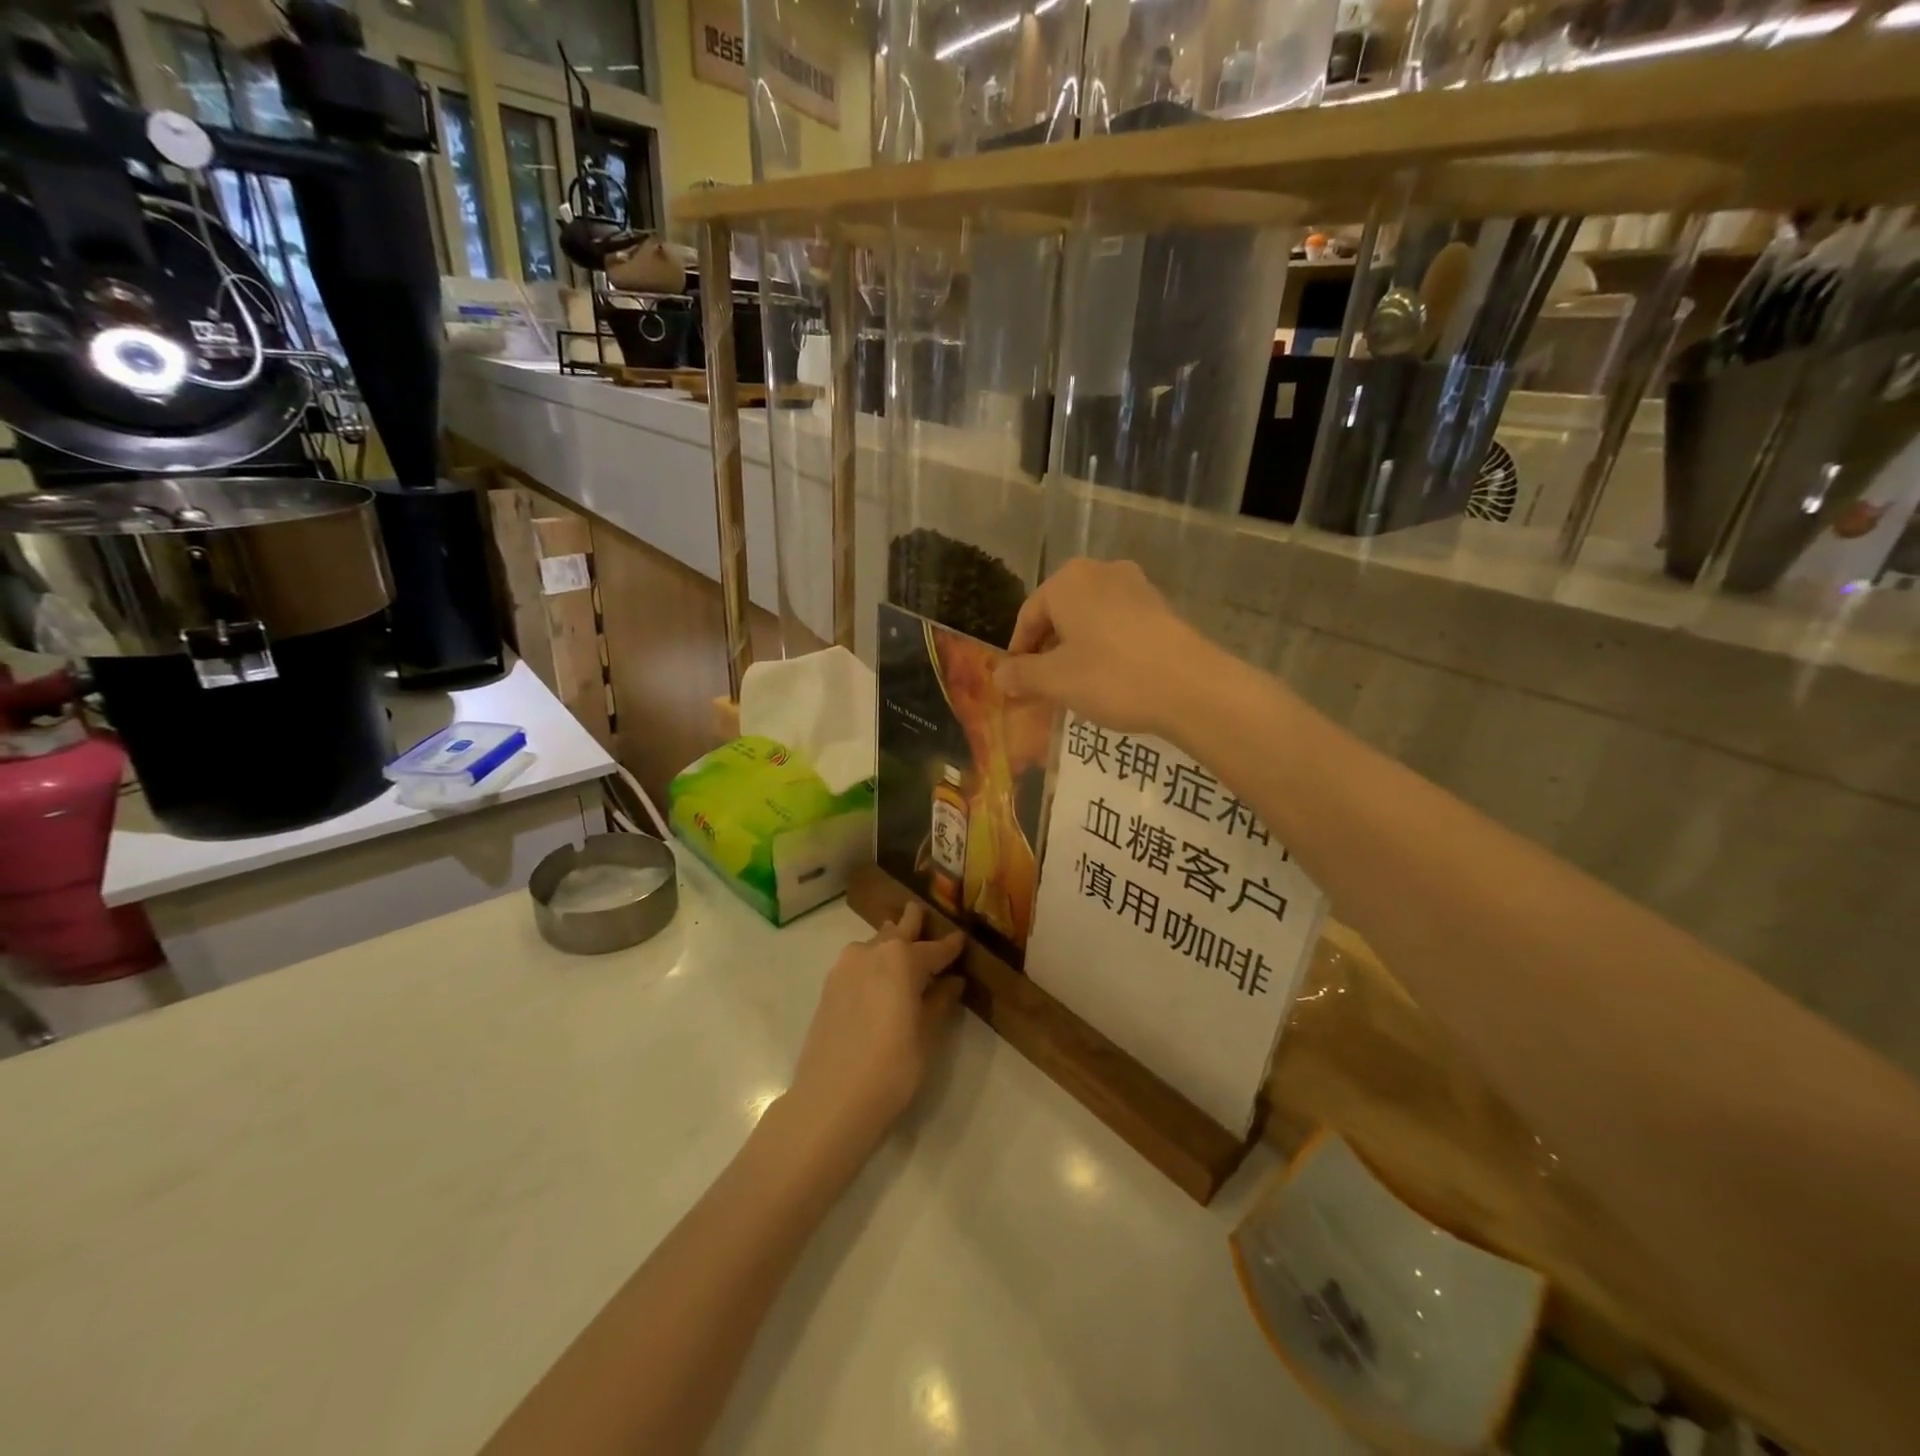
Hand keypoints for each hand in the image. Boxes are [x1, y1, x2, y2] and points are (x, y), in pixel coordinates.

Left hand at [782, 903, 965, 1164]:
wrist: (831, 1100)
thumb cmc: (892, 1068)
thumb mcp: (926, 1035)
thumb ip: (939, 1002)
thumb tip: (952, 981)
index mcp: (902, 958)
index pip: (934, 948)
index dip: (950, 946)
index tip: (961, 939)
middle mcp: (871, 952)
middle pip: (897, 932)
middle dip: (912, 924)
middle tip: (921, 914)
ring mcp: (845, 968)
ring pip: (874, 945)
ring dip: (889, 942)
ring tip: (902, 946)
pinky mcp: (829, 987)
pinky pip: (858, 963)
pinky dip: (872, 962)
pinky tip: (879, 976)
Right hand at [993, 558, 1224, 736]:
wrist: (1191, 687)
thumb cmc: (1111, 676)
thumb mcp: (1055, 681)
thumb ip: (1021, 675)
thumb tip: (999, 676)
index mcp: (1067, 581)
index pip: (1028, 616)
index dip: (1018, 652)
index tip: (1016, 684)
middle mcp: (1101, 572)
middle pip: (1060, 614)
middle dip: (1048, 650)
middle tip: (1044, 687)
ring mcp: (1136, 587)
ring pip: (1090, 620)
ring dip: (1077, 650)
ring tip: (1076, 686)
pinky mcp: (1161, 607)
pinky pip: (1118, 625)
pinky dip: (1106, 648)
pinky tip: (1110, 678)